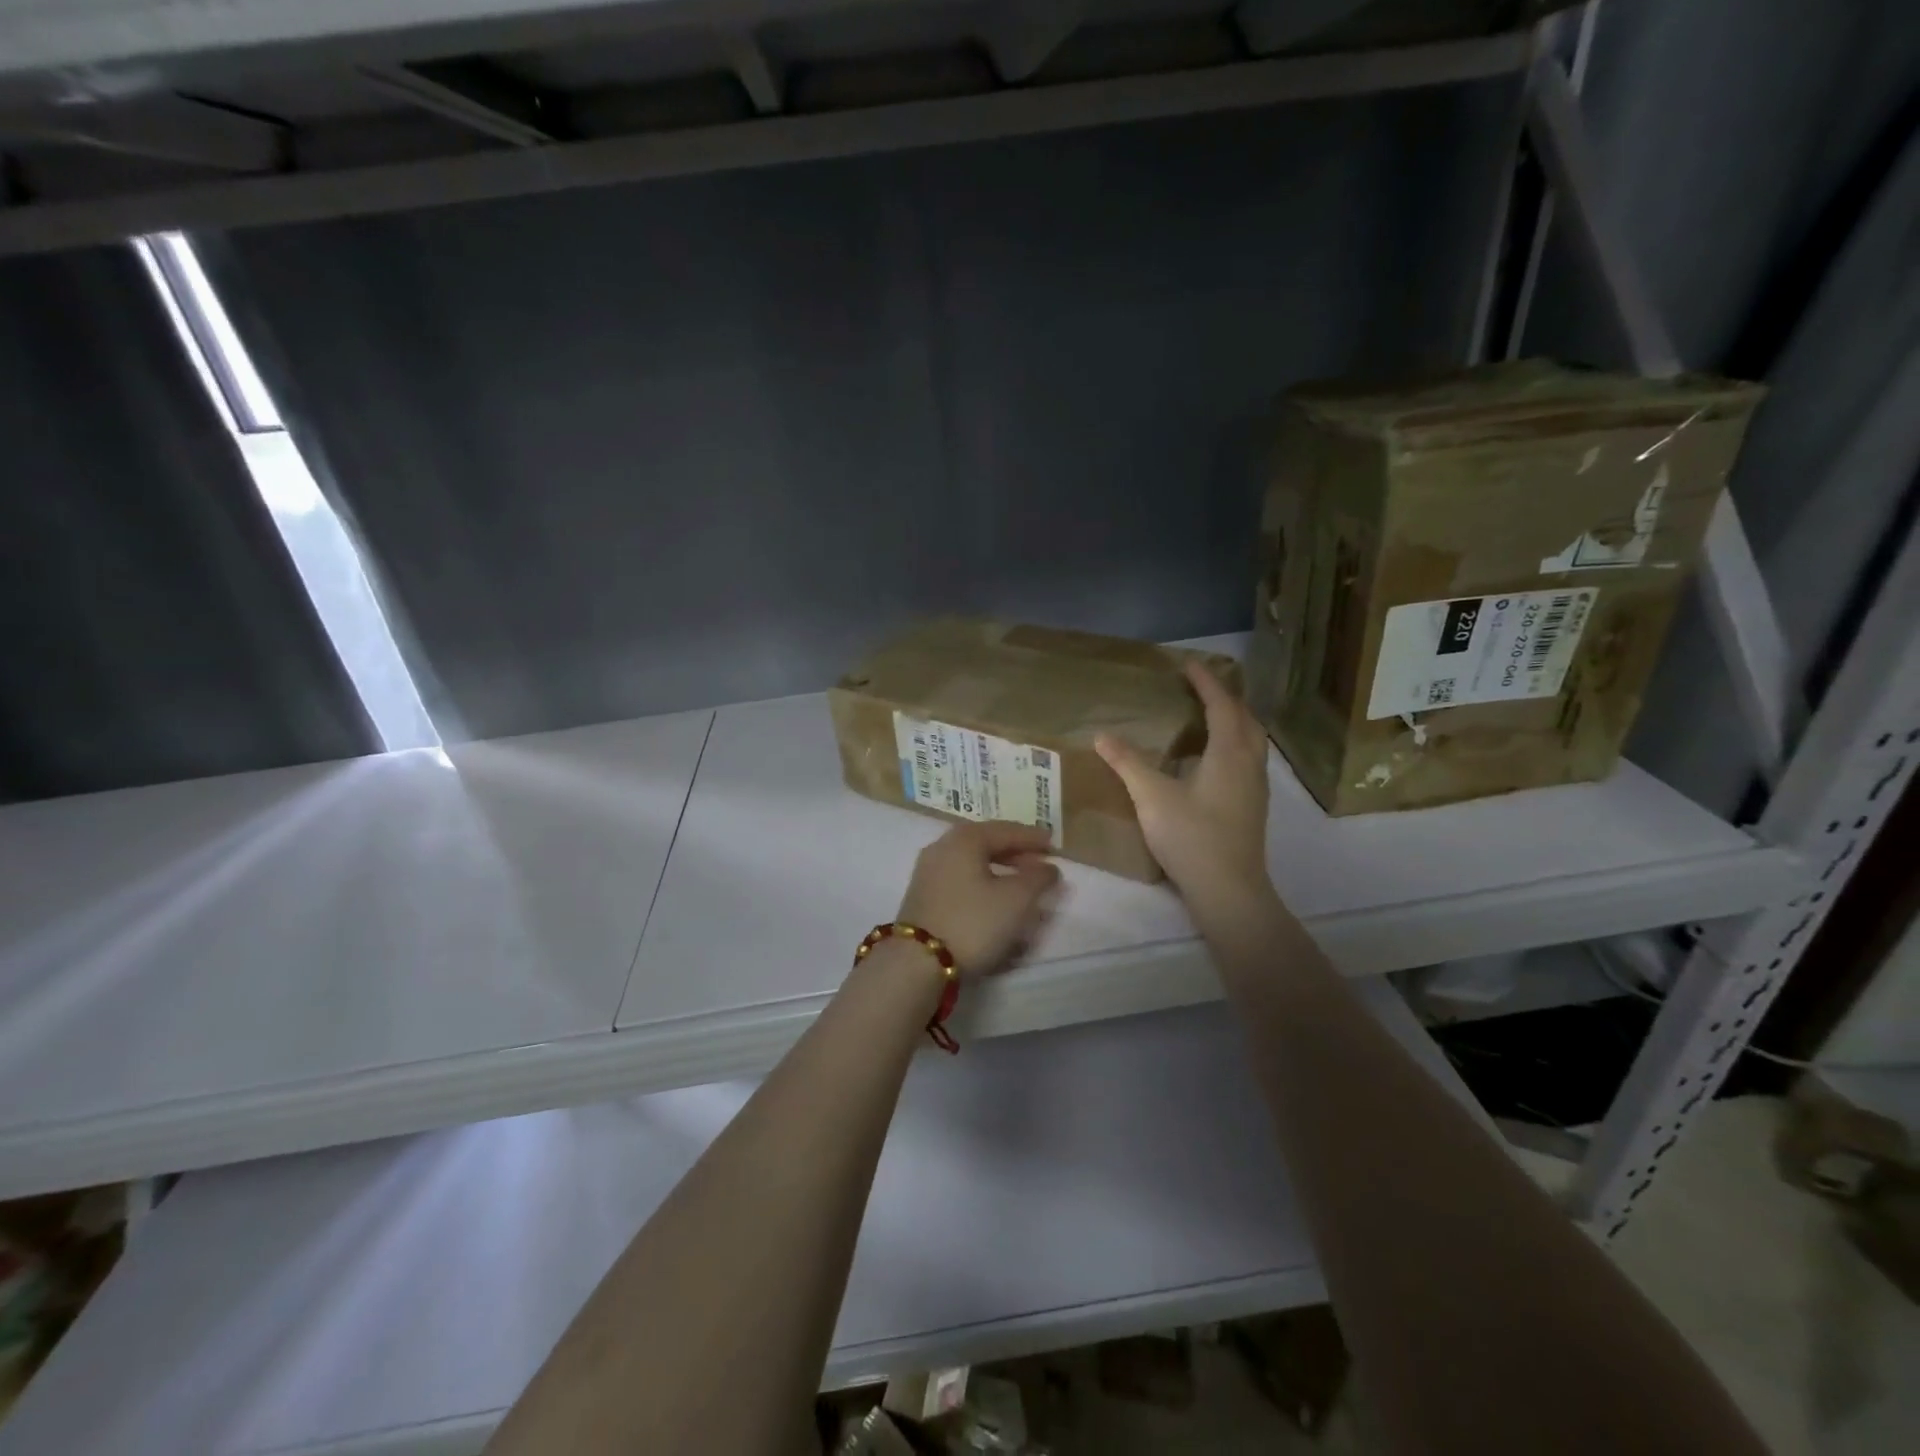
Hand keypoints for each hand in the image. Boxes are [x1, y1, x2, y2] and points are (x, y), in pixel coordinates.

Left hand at [897, 821, 1061, 976]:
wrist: (917, 962)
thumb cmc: (973, 922)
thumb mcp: (1017, 899)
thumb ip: (1038, 878)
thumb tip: (1047, 867)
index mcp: (964, 839)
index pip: (1005, 830)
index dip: (1032, 838)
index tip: (1053, 846)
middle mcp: (942, 847)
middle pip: (986, 844)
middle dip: (1015, 854)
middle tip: (1040, 866)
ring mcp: (928, 872)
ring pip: (972, 864)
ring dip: (999, 872)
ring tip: (1021, 887)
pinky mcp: (922, 897)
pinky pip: (960, 881)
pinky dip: (982, 885)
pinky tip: (995, 902)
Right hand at [1095, 662, 1270, 908]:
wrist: (1229, 890)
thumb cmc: (1191, 836)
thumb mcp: (1151, 796)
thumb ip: (1127, 763)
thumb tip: (1102, 735)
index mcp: (1229, 752)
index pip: (1221, 705)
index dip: (1206, 681)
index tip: (1189, 663)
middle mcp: (1250, 763)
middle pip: (1245, 718)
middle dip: (1225, 697)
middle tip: (1201, 686)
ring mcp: (1256, 786)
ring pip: (1251, 740)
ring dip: (1234, 720)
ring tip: (1210, 714)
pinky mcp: (1253, 806)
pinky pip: (1248, 758)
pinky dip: (1234, 743)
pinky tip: (1214, 759)